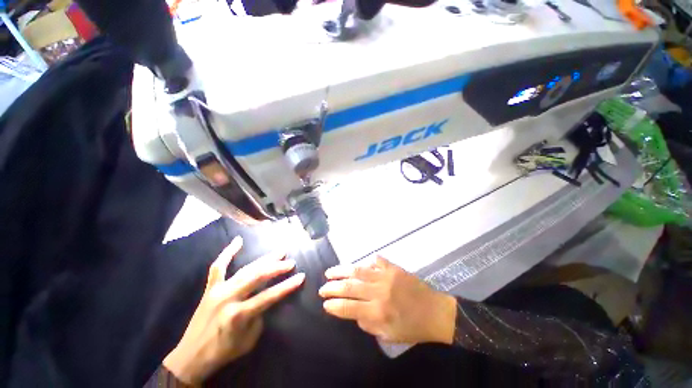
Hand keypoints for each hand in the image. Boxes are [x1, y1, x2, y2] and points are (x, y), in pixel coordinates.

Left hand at [163, 236, 304, 383]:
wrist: (191, 357)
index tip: (301, 277)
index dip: (287, 286)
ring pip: (245, 269)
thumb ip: (260, 315)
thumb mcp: (249, 339)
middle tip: (291, 262)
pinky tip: (238, 240)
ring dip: (264, 260)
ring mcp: (218, 290)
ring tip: (280, 252)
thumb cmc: (224, 351)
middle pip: (258, 277)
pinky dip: (227, 253)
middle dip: (277, 268)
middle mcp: (228, 298)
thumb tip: (266, 298)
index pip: (269, 296)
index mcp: (239, 314)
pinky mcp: (210, 288)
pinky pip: (218, 267)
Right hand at [319, 257, 455, 344]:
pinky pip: (376, 261)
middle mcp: (379, 292)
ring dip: (342, 271)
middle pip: (350, 287)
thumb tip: (353, 312)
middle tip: (322, 287)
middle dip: (332, 287)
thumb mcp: (389, 335)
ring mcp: (386, 276)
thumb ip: (368, 324)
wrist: (435, 311)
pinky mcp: (393, 268)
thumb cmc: (412, 327)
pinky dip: (366, 262)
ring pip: (358, 271)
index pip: (348, 308)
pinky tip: (359, 264)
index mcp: (378, 312)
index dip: (334, 305)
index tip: (324, 303)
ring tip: (330, 272)